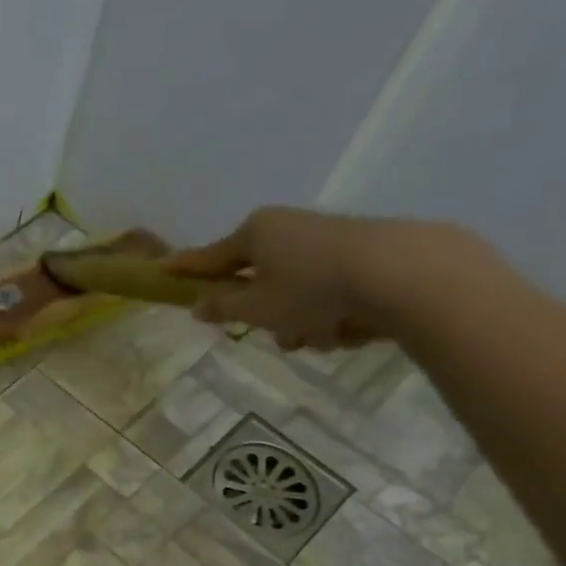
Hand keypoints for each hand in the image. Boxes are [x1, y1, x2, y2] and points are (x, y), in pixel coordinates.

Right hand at [167, 206, 470, 352]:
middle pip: (258, 283)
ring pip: (294, 296)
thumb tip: (200, 305)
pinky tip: (352, 326)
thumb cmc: (312, 290)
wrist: (402, 274)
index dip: (186, 269)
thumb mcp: (256, 307)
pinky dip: (332, 316)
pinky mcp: (359, 256)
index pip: (209, 257)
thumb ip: (223, 308)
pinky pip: (326, 295)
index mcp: (256, 233)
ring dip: (303, 324)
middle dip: (268, 316)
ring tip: (324, 335)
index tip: (163, 271)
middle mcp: (287, 230)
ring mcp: (325, 241)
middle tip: (280, 333)